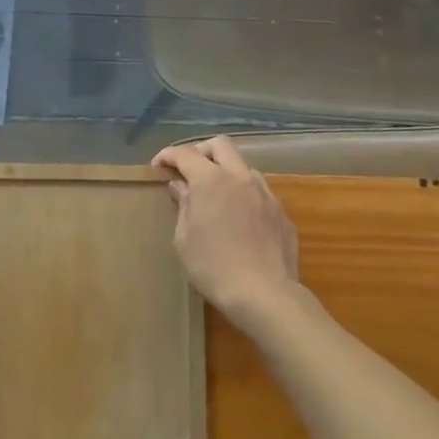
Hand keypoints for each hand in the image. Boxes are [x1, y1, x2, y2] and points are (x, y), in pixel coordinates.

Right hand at [152, 136, 298, 326]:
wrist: (264, 293)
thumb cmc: (213, 267)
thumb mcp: (184, 239)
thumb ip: (183, 206)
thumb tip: (182, 186)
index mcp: (212, 180)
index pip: (186, 154)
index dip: (168, 155)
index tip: (158, 166)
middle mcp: (240, 177)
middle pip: (220, 145)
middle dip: (200, 151)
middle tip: (187, 170)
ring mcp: (265, 193)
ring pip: (243, 167)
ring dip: (226, 172)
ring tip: (215, 196)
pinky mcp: (280, 212)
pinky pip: (259, 192)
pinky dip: (243, 195)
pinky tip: (238, 219)